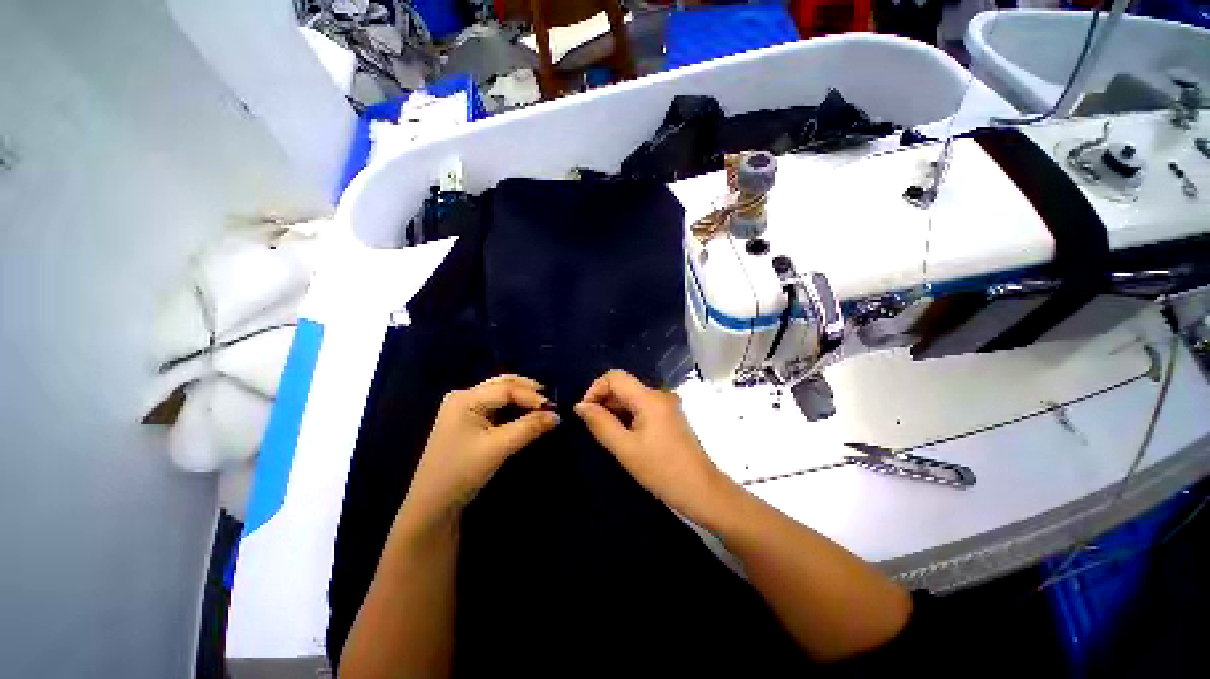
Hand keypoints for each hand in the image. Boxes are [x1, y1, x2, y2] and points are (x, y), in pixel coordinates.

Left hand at [402, 374, 558, 528]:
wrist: (432, 503)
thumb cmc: (462, 472)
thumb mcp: (499, 448)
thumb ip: (529, 428)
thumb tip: (557, 416)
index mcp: (465, 398)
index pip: (506, 389)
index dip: (532, 396)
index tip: (553, 408)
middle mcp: (464, 395)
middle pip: (503, 384)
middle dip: (528, 390)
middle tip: (550, 402)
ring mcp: (464, 406)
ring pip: (500, 392)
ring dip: (522, 398)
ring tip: (542, 407)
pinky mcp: (468, 418)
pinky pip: (496, 404)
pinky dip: (513, 407)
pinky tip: (526, 413)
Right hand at [574, 369, 730, 526]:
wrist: (702, 491)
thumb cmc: (662, 471)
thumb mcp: (625, 449)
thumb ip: (601, 423)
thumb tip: (580, 406)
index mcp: (649, 398)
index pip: (615, 376)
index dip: (595, 389)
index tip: (585, 413)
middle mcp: (659, 394)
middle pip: (624, 386)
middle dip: (604, 401)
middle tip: (594, 428)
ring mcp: (667, 405)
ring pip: (632, 397)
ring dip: (615, 410)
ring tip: (608, 435)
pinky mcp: (669, 416)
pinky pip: (642, 407)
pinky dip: (628, 416)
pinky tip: (624, 436)